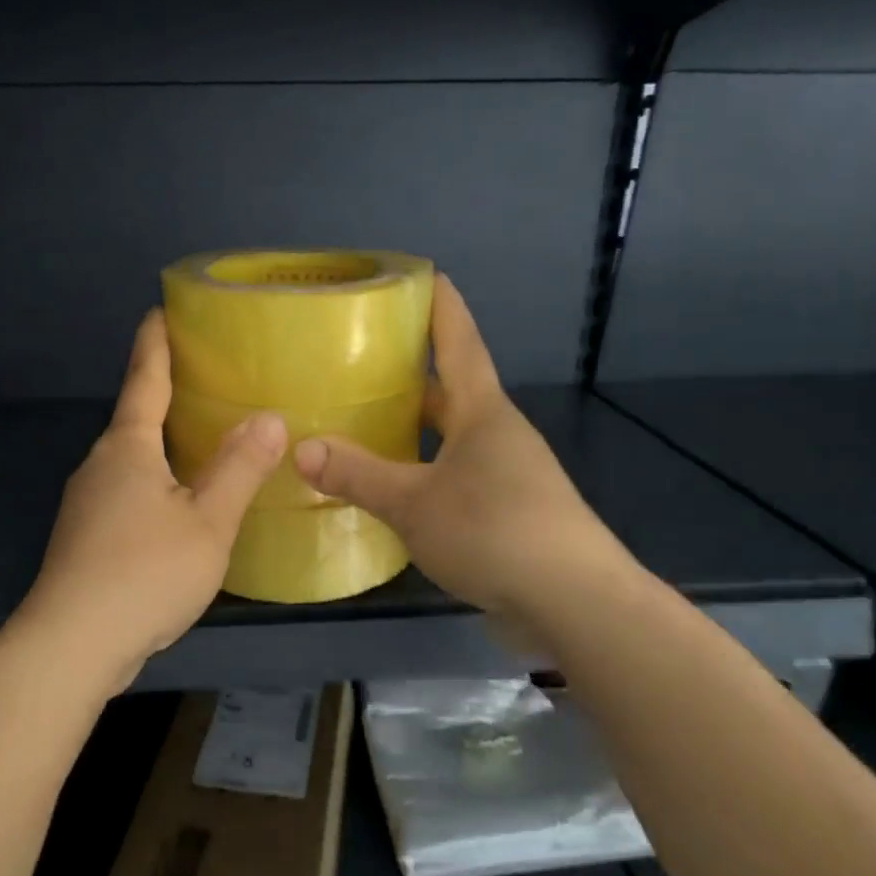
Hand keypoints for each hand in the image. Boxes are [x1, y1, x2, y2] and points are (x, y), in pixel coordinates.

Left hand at [22, 309, 286, 690]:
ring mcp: (86, 503)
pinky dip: (155, 481)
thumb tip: (269, 417)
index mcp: (127, 448)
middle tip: (208, 378)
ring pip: (132, 459)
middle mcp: (99, 465)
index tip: (160, 310)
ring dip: (162, 443)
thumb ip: (239, 468)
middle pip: (136, 417)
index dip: (155, 343)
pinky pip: (127, 492)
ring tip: (204, 439)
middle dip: (166, 394)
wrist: (71, 645)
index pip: (144, 379)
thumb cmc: (144, 573)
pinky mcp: (85, 537)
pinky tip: (180, 503)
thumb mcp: (207, 522)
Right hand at [293, 274, 624, 622]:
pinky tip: (394, 487)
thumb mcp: (414, 503)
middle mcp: (497, 433)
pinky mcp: (507, 511)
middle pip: (452, 388)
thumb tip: (301, 449)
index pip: (459, 341)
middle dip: (413, 371)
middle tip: (362, 358)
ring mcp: (507, 473)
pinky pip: (455, 475)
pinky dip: (423, 469)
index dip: (440, 305)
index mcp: (481, 412)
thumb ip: (358, 475)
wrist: (574, 602)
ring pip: (451, 436)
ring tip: (365, 421)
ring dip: (415, 426)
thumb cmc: (495, 531)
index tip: (423, 273)